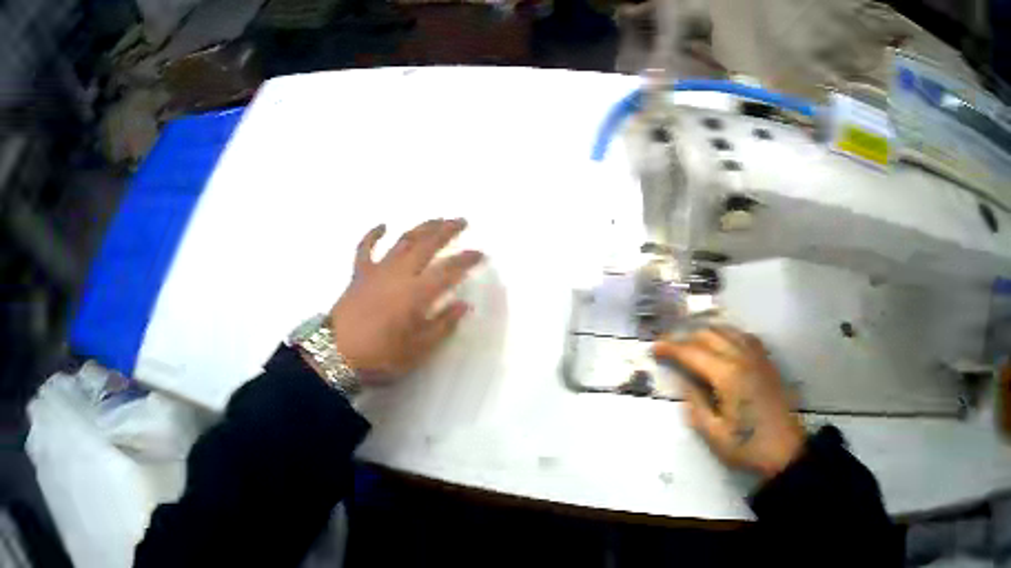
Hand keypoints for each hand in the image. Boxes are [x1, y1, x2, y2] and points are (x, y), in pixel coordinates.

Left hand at [329, 218, 482, 383]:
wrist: (335, 355)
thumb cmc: (380, 356)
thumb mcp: (418, 350)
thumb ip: (442, 325)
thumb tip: (463, 305)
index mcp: (416, 294)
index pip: (448, 270)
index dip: (466, 260)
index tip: (480, 253)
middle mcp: (399, 274)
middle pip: (426, 245)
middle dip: (446, 231)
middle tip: (461, 221)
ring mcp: (377, 271)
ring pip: (402, 241)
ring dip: (420, 228)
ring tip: (435, 219)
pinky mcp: (359, 274)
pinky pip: (365, 248)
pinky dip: (373, 235)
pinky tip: (383, 225)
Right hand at [653, 327, 804, 479]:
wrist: (784, 449)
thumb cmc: (747, 446)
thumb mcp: (714, 434)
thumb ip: (696, 404)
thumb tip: (684, 382)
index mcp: (728, 375)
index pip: (693, 353)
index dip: (671, 348)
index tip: (654, 348)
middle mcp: (743, 358)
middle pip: (710, 335)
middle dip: (686, 337)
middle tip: (669, 346)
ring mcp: (757, 357)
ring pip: (728, 331)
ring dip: (706, 332)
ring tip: (690, 342)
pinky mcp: (766, 362)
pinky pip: (744, 336)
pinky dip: (727, 334)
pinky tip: (723, 343)